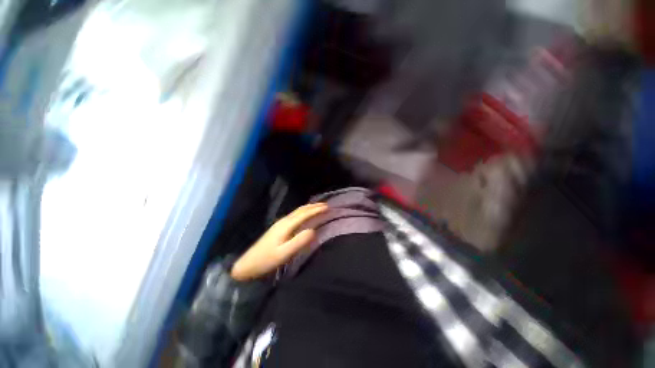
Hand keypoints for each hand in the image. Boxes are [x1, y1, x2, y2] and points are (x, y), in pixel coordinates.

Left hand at [230, 203, 327, 280]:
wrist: (247, 264)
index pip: (304, 214)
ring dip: (309, 208)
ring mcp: (280, 223)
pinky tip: (304, 215)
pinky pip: (294, 215)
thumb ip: (299, 241)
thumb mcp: (284, 253)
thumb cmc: (266, 260)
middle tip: (326, 205)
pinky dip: (303, 212)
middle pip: (301, 210)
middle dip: (314, 206)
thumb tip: (313, 230)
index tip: (327, 207)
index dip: (316, 209)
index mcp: (286, 225)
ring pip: (297, 211)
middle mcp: (284, 221)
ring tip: (318, 207)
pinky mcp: (278, 227)